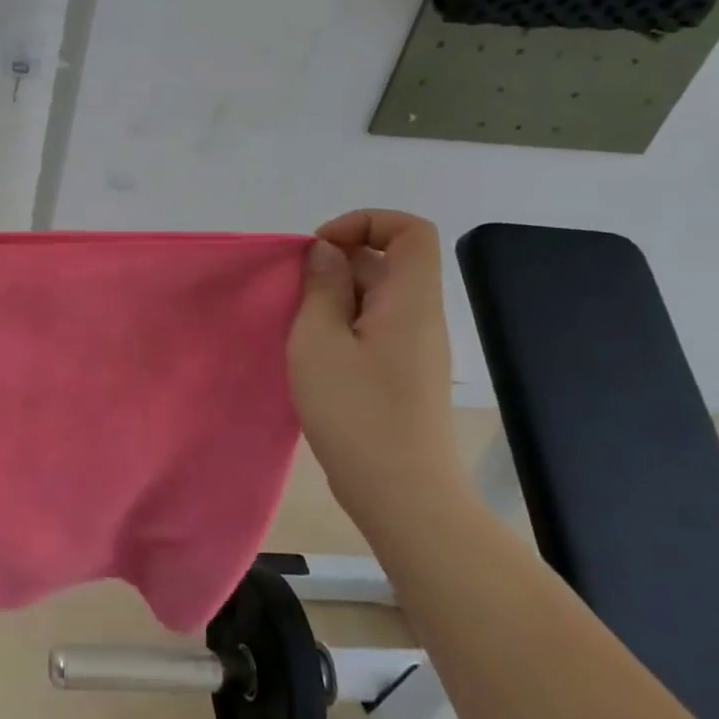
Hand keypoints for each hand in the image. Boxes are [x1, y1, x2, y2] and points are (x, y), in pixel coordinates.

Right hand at [288, 210, 464, 536]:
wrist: (402, 495)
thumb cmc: (356, 412)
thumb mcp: (319, 341)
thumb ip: (321, 288)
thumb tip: (327, 252)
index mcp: (410, 300)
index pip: (410, 230)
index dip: (365, 222)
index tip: (321, 249)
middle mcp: (420, 317)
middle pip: (388, 261)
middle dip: (338, 264)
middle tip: (298, 295)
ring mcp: (415, 348)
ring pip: (377, 296)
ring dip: (335, 298)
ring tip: (301, 329)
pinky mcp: (403, 374)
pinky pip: (374, 327)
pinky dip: (342, 326)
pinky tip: (315, 355)